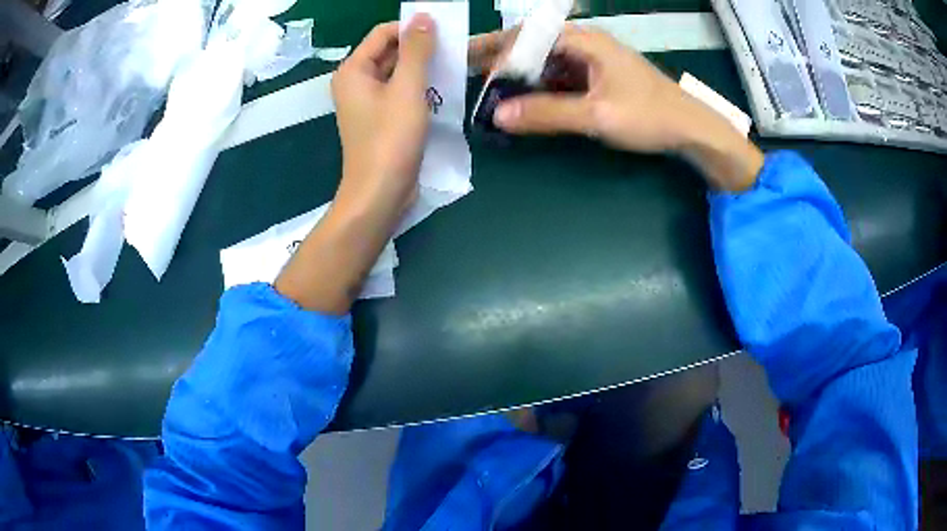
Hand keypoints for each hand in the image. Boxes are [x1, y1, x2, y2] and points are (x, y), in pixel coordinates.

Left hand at [275, 17, 436, 314]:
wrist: (380, 193)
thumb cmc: (390, 139)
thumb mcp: (407, 88)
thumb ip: (416, 50)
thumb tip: (423, 17)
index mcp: (353, 70)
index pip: (384, 33)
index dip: (412, 28)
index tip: (445, 33)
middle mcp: (356, 82)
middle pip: (391, 52)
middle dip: (421, 48)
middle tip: (455, 49)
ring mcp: (368, 101)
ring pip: (398, 72)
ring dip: (424, 68)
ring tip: (454, 66)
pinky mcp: (381, 118)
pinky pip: (401, 92)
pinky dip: (420, 87)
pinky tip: (443, 89)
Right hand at [473, 25, 763, 190]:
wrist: (690, 128)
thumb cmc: (649, 116)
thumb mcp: (597, 115)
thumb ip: (547, 114)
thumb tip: (498, 117)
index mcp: (584, 40)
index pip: (527, 38)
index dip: (497, 53)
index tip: (474, 74)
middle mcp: (584, 42)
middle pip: (532, 44)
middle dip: (500, 58)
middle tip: (466, 71)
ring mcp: (591, 59)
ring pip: (544, 60)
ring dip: (518, 74)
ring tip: (488, 89)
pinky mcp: (597, 75)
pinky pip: (559, 74)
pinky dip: (539, 85)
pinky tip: (524, 99)